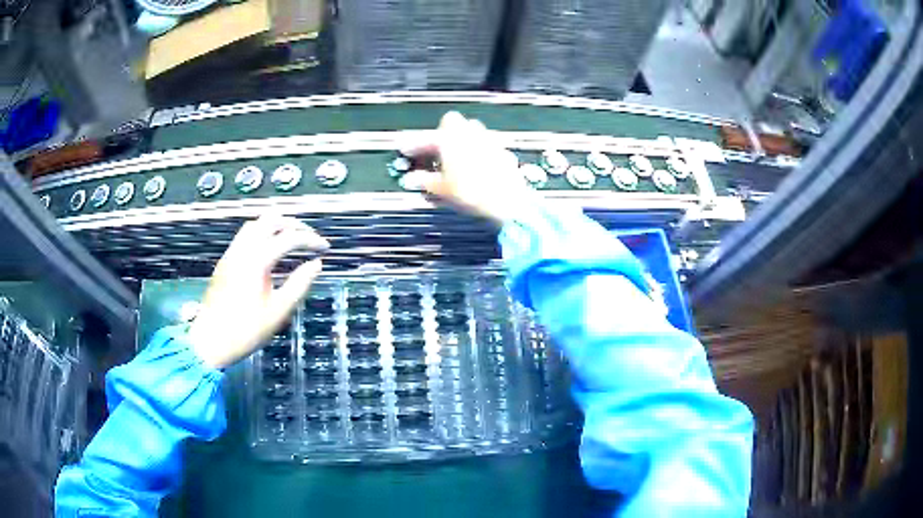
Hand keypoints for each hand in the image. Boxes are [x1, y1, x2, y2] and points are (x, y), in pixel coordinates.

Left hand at [187, 215, 328, 368]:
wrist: (211, 341)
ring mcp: (231, 253)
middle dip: (294, 224)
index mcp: (257, 260)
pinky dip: (262, 233)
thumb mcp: (279, 311)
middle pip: (271, 220)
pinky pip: (245, 235)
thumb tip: (316, 264)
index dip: (310, 239)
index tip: (325, 248)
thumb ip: (300, 284)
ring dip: (276, 226)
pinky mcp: (225, 261)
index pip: (289, 238)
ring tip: (291, 239)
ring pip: (255, 224)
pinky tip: (270, 249)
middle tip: (309, 238)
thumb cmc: (247, 330)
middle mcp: (243, 249)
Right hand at [402, 111, 536, 224]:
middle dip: (444, 134)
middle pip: (454, 124)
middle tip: (435, 151)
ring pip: (474, 132)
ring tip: (456, 160)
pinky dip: (480, 154)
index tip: (409, 151)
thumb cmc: (471, 193)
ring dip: (463, 141)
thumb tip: (411, 179)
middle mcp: (471, 133)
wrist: (508, 202)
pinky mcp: (504, 152)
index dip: (417, 143)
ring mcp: (490, 141)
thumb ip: (423, 181)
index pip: (428, 135)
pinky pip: (488, 147)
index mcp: (451, 138)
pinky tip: (477, 169)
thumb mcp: (441, 189)